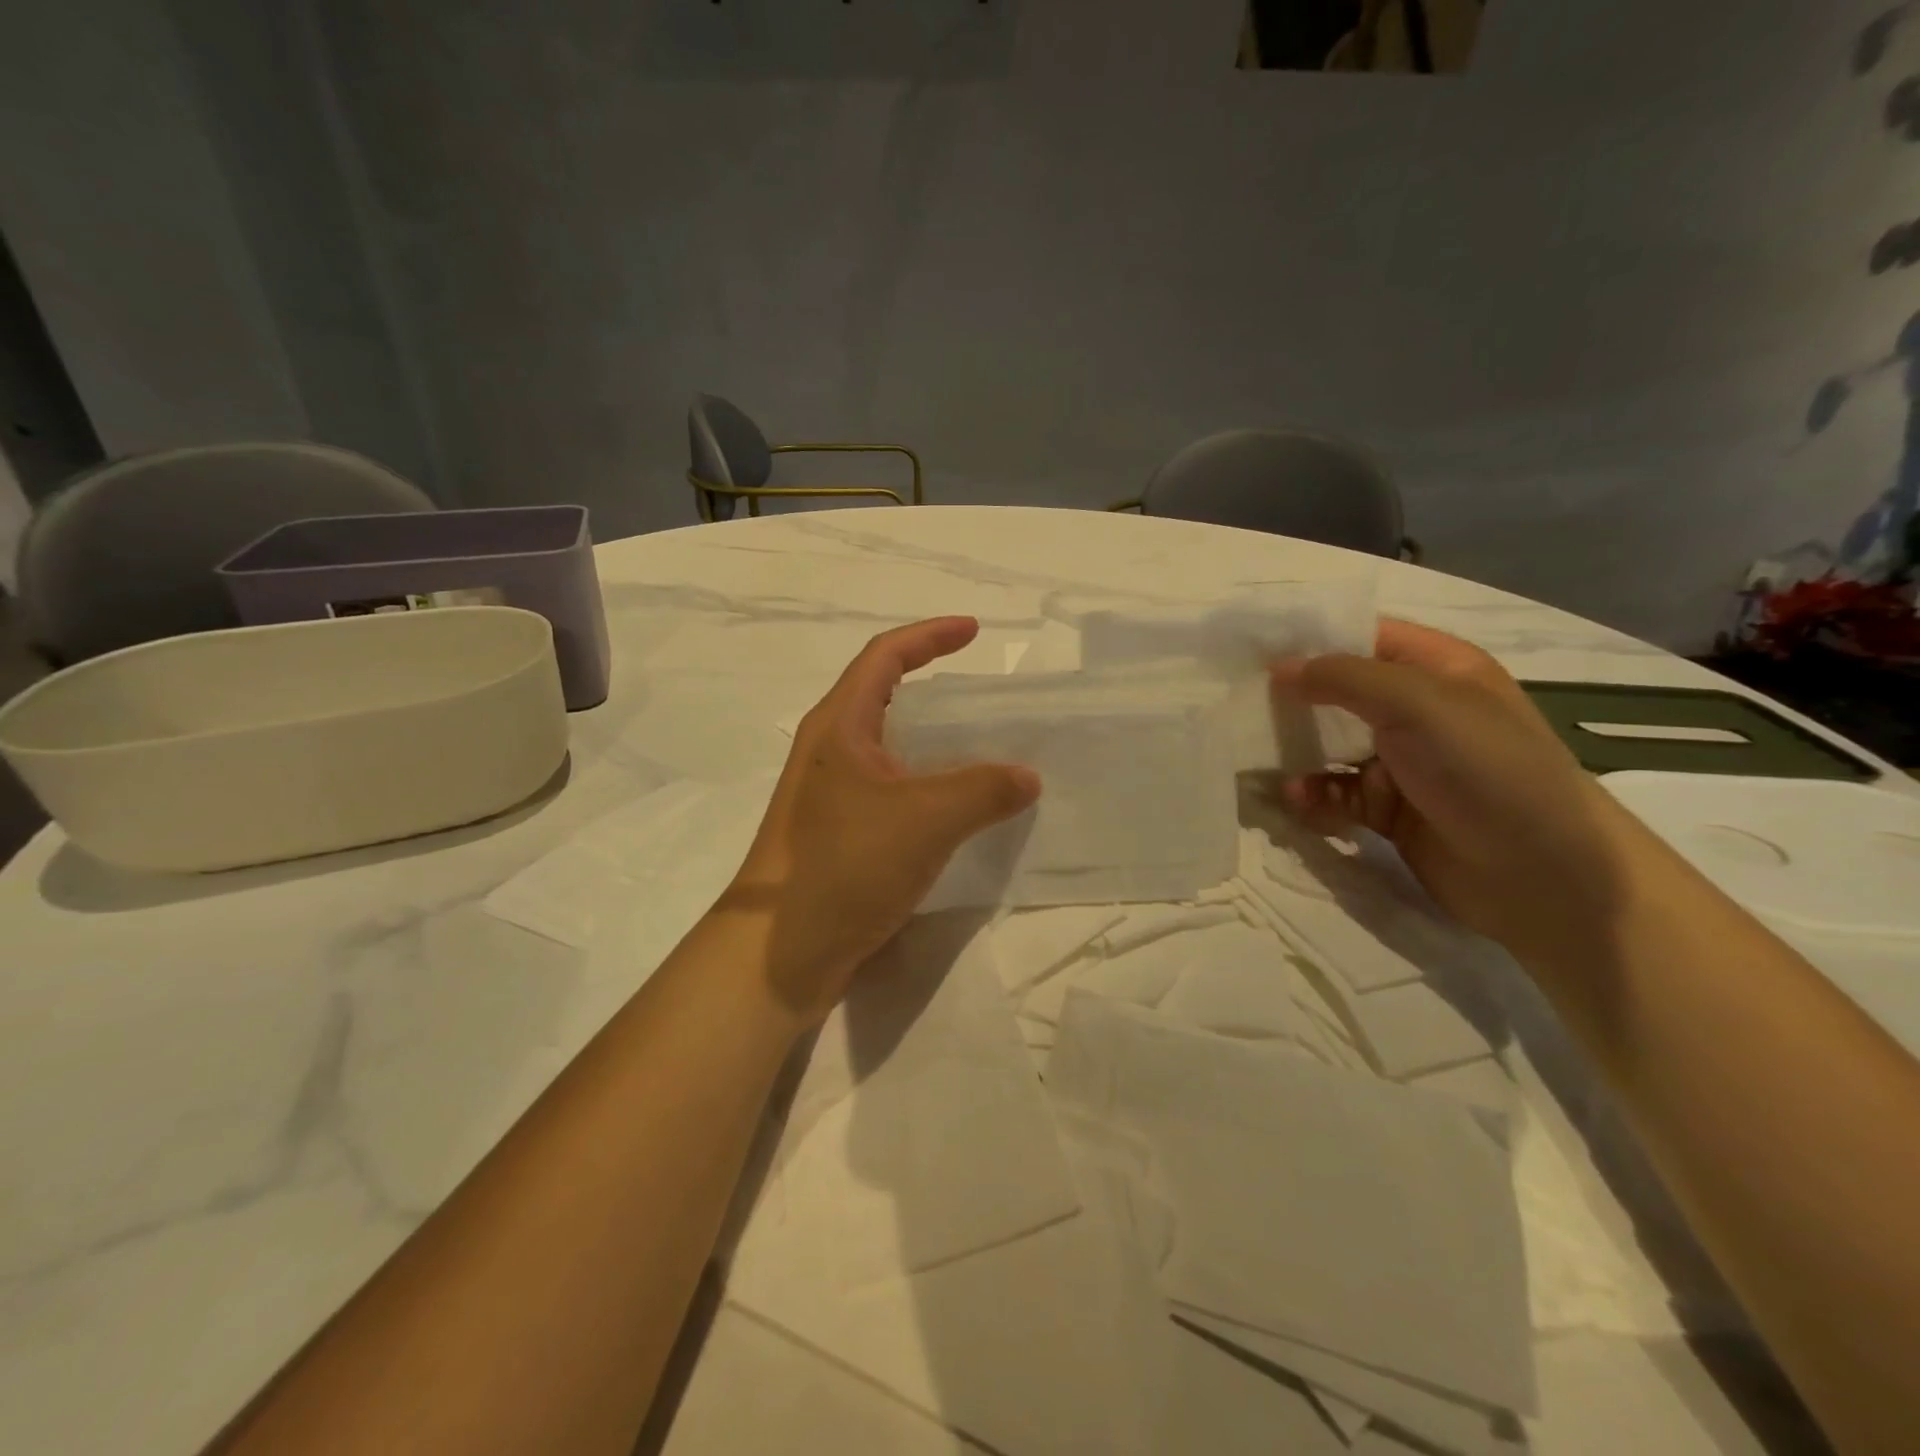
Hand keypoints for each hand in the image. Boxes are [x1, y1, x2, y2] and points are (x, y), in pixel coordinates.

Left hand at [720, 618, 1040, 1023]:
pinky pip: (892, 790)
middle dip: (932, 686)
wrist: (781, 953)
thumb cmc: (844, 867)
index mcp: (838, 726)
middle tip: (982, 696)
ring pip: (890, 748)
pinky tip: (957, 810)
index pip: (884, 657)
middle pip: (883, 697)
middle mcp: (830, 751)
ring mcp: (831, 795)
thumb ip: (984, 790)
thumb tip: (1028, 777)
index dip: (930, 636)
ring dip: (933, 742)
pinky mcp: (839, 833)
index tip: (974, 632)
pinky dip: (927, 785)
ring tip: (982, 750)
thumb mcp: (925, 819)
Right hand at [1271, 619, 1652, 970]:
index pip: (1364, 637)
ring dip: (1295, 753)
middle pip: (1339, 693)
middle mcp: (1419, 712)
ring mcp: (1403, 763)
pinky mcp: (1388, 811)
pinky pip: (1335, 794)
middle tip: (1239, 704)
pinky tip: (1297, 801)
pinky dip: (1312, 796)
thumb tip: (1278, 668)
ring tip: (1260, 760)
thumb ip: (1343, 678)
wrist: (1544, 876)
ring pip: (1329, 746)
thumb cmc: (1486, 770)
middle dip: (1292, 699)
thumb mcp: (1418, 705)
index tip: (1253, 649)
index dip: (1312, 639)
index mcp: (1439, 670)